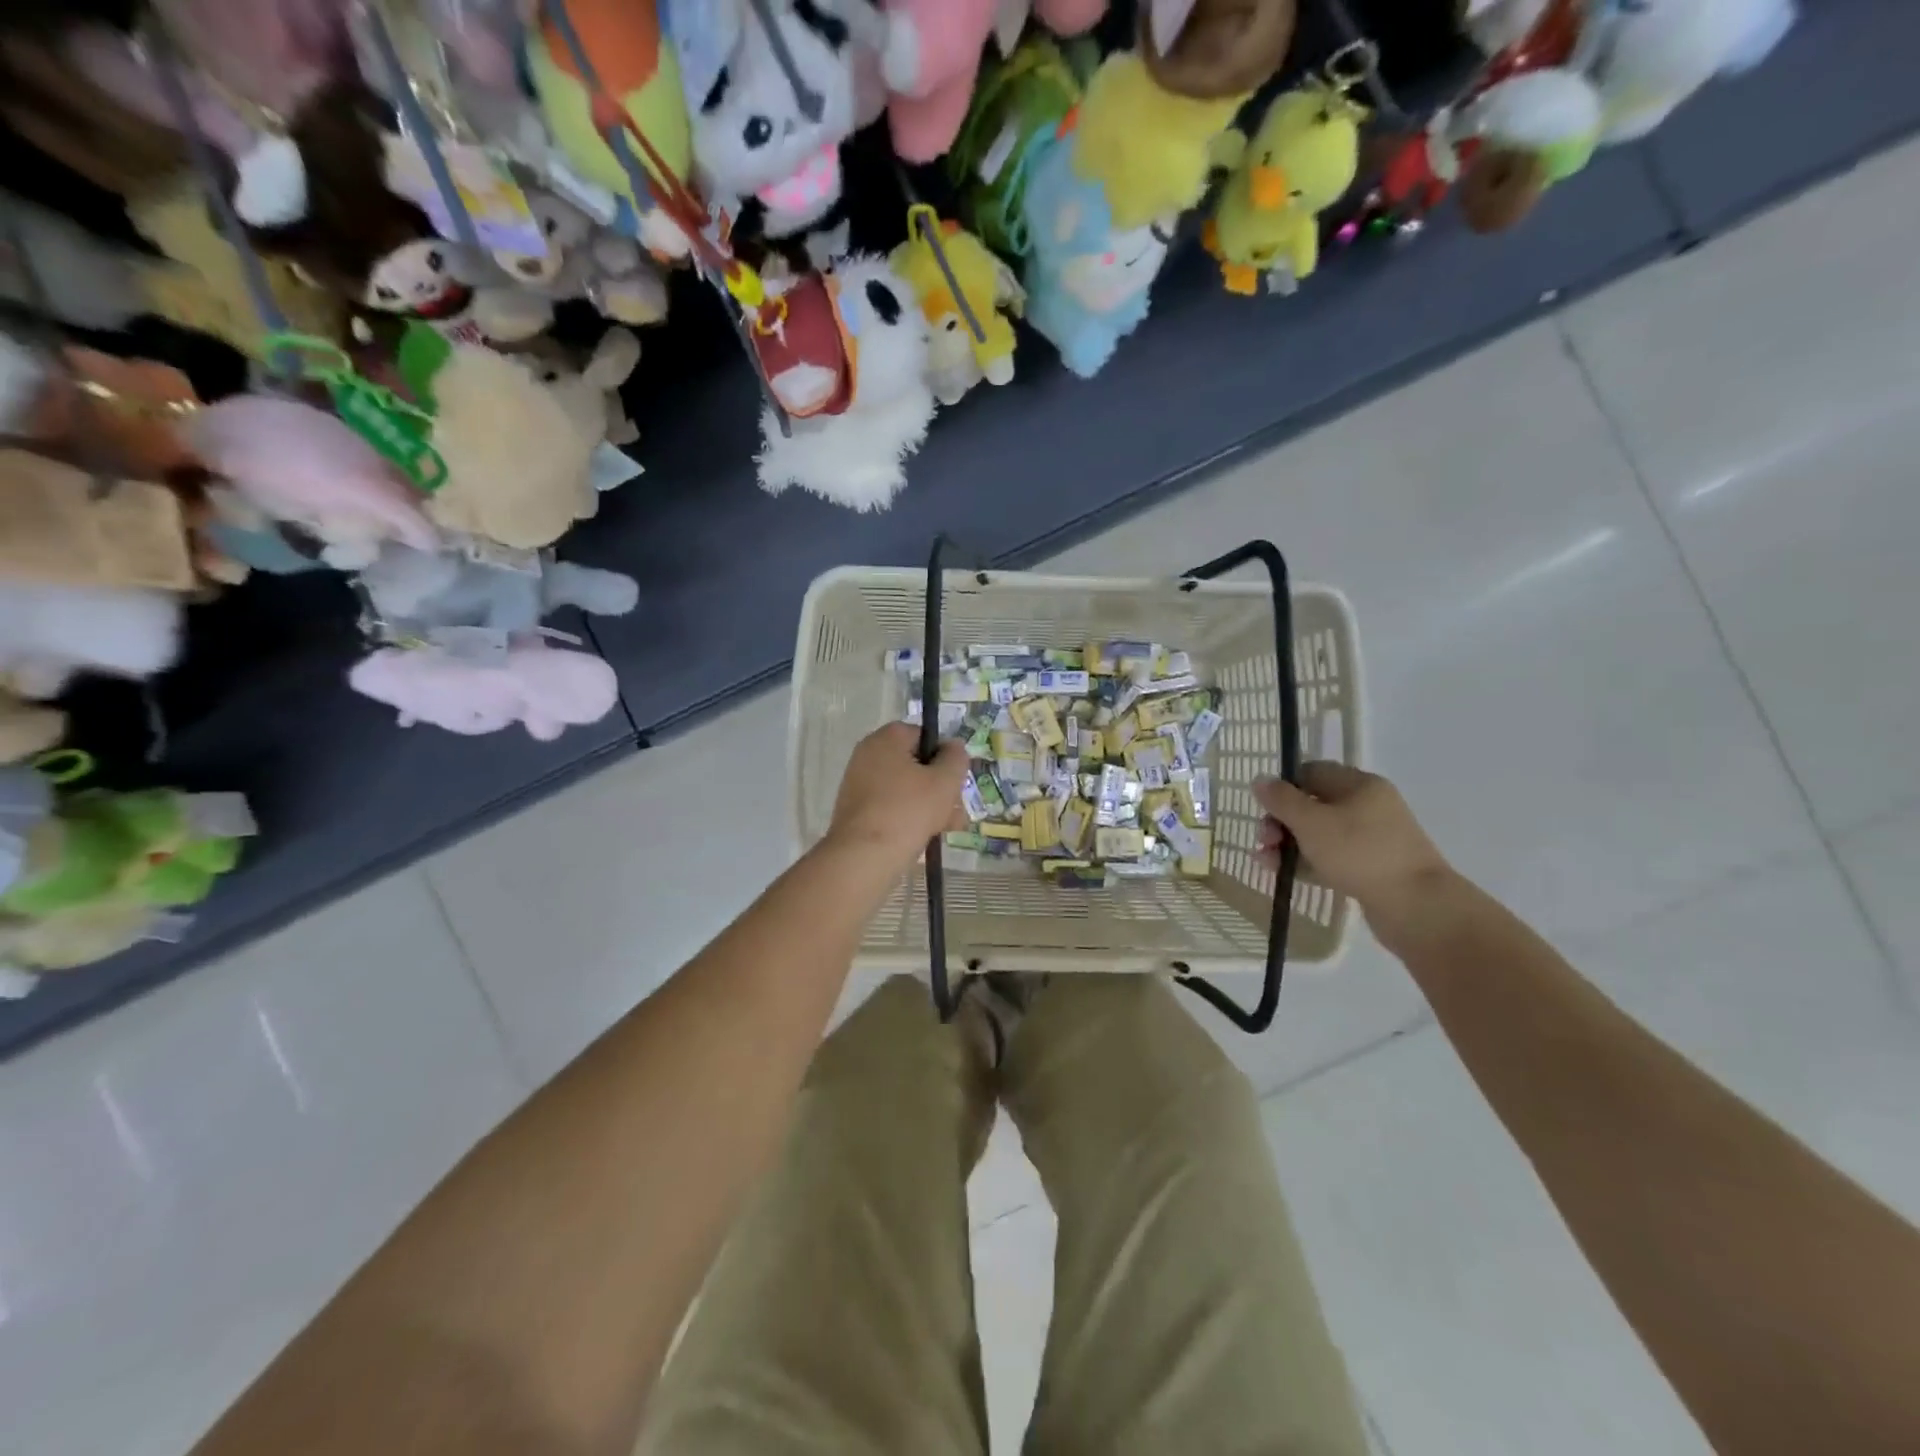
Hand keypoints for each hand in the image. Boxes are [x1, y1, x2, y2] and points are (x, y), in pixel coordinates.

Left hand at [826, 723, 969, 863]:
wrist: (863, 857)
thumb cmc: (908, 810)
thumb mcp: (944, 782)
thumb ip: (955, 759)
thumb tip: (953, 747)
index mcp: (886, 739)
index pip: (924, 736)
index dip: (945, 756)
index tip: (956, 780)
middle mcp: (868, 755)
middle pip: (916, 764)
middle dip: (941, 787)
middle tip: (957, 809)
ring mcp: (859, 784)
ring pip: (906, 788)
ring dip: (930, 805)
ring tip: (950, 828)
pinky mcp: (857, 810)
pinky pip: (891, 806)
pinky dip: (910, 817)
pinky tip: (928, 836)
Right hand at [1254, 763, 1453, 918]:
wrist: (1416, 907)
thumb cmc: (1360, 853)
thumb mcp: (1311, 822)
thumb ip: (1282, 800)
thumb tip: (1260, 779)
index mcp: (1360, 785)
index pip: (1313, 772)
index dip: (1284, 786)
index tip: (1264, 808)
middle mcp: (1369, 806)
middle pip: (1313, 804)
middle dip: (1281, 821)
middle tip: (1264, 840)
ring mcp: (1372, 839)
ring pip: (1319, 834)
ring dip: (1288, 844)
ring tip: (1265, 862)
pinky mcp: (1371, 868)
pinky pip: (1330, 857)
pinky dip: (1306, 862)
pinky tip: (1283, 874)